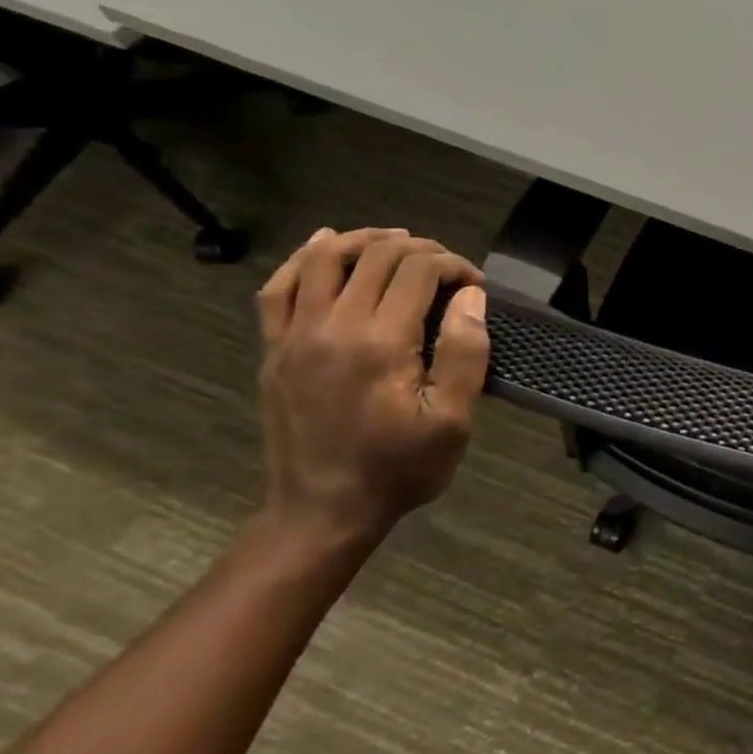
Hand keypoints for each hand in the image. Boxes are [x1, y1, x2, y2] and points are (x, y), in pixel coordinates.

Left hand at [256, 227, 489, 547]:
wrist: (322, 513)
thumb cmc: (398, 469)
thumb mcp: (452, 421)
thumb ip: (464, 353)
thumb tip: (471, 297)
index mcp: (380, 342)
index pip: (418, 271)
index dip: (454, 266)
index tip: (476, 286)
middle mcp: (332, 327)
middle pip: (375, 256)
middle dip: (420, 250)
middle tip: (449, 269)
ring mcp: (295, 336)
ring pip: (324, 260)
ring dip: (365, 240)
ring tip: (397, 241)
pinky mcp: (275, 350)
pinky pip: (279, 289)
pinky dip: (303, 260)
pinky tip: (323, 247)